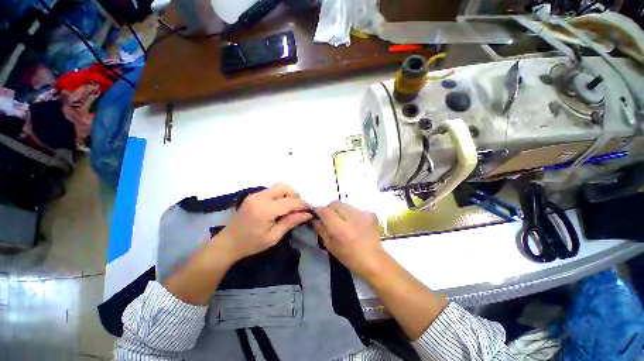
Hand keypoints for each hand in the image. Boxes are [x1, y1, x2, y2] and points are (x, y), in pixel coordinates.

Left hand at [219, 183, 312, 261]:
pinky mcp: (253, 195)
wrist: (228, 243)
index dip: (302, 204)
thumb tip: (307, 214)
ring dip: (288, 194)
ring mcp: (255, 195)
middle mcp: (260, 198)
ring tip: (291, 206)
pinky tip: (281, 205)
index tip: (310, 210)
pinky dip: (280, 195)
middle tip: (299, 208)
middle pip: (284, 187)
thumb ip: (291, 222)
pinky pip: (272, 190)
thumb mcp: (273, 237)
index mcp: (265, 210)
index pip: (289, 202)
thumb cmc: (251, 244)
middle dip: (295, 195)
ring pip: (278, 186)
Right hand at [312, 201, 385, 277]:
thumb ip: (321, 229)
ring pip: (344, 204)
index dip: (318, 210)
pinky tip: (354, 223)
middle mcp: (351, 218)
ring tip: (343, 222)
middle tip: (330, 219)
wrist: (374, 260)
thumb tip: (314, 218)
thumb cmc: (349, 257)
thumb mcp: (330, 246)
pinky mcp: (370, 213)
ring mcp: (362, 214)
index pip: (324, 210)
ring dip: (340, 210)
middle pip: (335, 203)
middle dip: (329, 209)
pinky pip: (354, 208)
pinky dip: (350, 213)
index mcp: (340, 229)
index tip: (316, 214)